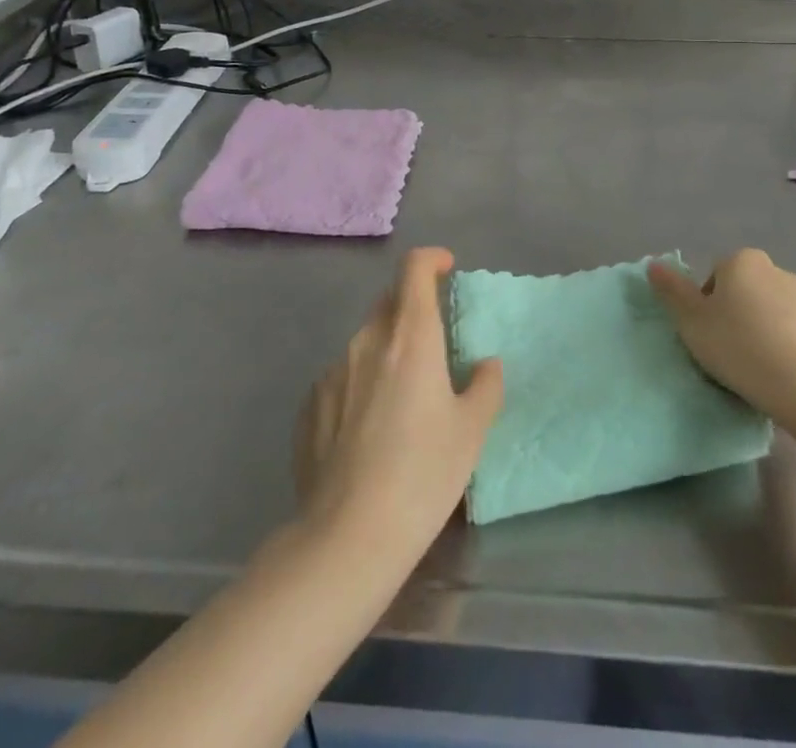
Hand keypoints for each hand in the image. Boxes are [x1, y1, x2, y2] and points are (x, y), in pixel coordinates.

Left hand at [295, 248, 502, 567]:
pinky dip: (360, 385)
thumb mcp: (472, 431)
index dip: (431, 260)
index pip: (414, 268)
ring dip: (386, 351)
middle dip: (412, 308)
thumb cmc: (423, 474)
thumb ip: (486, 386)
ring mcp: (332, 371)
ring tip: (402, 399)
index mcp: (410, 336)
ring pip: (365, 342)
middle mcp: (367, 340)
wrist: (348, 536)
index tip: (446, 269)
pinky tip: (368, 431)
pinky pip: (342, 377)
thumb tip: (486, 364)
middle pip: (389, 301)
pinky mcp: (310, 404)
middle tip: (432, 344)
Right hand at [649, 248, 795, 417]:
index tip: (707, 335)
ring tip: (753, 367)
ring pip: (766, 311)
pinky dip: (780, 346)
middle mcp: (774, 268)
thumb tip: (654, 264)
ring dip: (758, 331)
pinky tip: (776, 373)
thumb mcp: (691, 320)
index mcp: (741, 260)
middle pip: (741, 291)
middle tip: (725, 351)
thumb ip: (671, 291)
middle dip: (733, 316)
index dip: (705, 307)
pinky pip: (789, 332)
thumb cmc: (739, 344)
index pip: (713, 278)